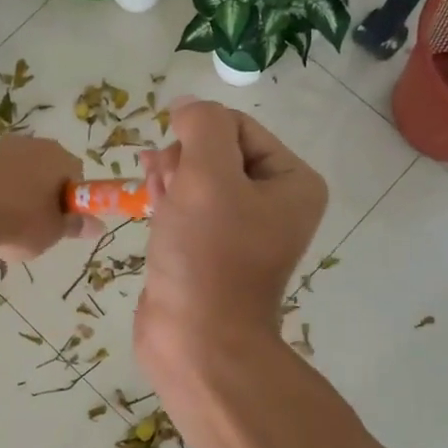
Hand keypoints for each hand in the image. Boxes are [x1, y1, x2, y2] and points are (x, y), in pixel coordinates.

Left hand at [0, 136, 94, 261]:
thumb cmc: (18, 222)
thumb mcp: (52, 232)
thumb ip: (76, 226)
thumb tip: (98, 226)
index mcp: (57, 156)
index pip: (75, 173)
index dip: (71, 199)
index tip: (60, 220)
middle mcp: (30, 143)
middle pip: (46, 169)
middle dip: (44, 193)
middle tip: (36, 224)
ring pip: (18, 171)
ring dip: (17, 192)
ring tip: (6, 223)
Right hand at [135, 99, 326, 362]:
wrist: (197, 341)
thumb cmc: (208, 255)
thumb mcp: (207, 175)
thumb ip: (202, 125)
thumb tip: (187, 106)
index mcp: (293, 181)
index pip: (237, 126)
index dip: (198, 135)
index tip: (175, 165)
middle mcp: (275, 201)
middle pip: (216, 150)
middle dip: (183, 160)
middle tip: (165, 184)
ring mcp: (243, 228)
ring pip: (197, 178)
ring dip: (171, 180)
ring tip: (157, 200)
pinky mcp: (212, 249)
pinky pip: (188, 207)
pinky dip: (168, 203)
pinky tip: (154, 211)